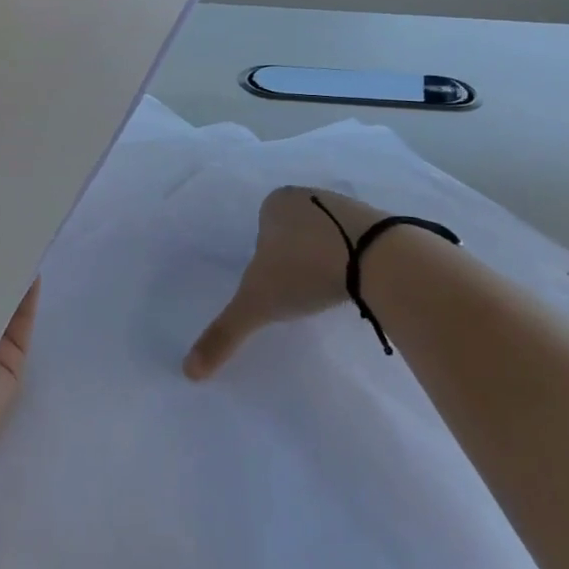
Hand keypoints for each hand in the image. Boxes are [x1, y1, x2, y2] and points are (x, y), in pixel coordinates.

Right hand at [184, 186, 384, 378]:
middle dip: (295, 257)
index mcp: (277, 202)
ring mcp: (347, 205)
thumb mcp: (257, 304)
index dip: (265, 258)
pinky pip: (358, 241)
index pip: (262, 229)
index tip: (276, 284)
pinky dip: (355, 259)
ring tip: (329, 288)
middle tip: (301, 289)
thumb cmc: (304, 270)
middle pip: (294, 231)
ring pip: (326, 235)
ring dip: (326, 258)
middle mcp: (310, 195)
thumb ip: (223, 333)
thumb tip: (189, 372)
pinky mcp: (379, 221)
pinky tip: (357, 282)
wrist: (378, 259)